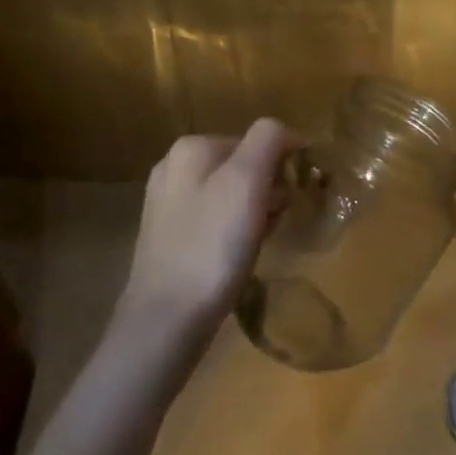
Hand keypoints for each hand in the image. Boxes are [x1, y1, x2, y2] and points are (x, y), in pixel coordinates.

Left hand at [116, 118, 301, 348]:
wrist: (166, 321)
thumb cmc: (212, 246)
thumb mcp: (247, 181)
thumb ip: (268, 140)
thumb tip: (288, 133)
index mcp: (192, 147)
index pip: (260, 139)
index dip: (283, 167)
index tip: (289, 200)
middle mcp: (174, 167)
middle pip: (246, 165)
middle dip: (268, 191)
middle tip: (272, 224)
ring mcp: (168, 203)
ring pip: (233, 194)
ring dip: (255, 213)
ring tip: (255, 243)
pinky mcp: (168, 236)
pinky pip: (216, 220)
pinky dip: (234, 233)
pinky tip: (236, 257)